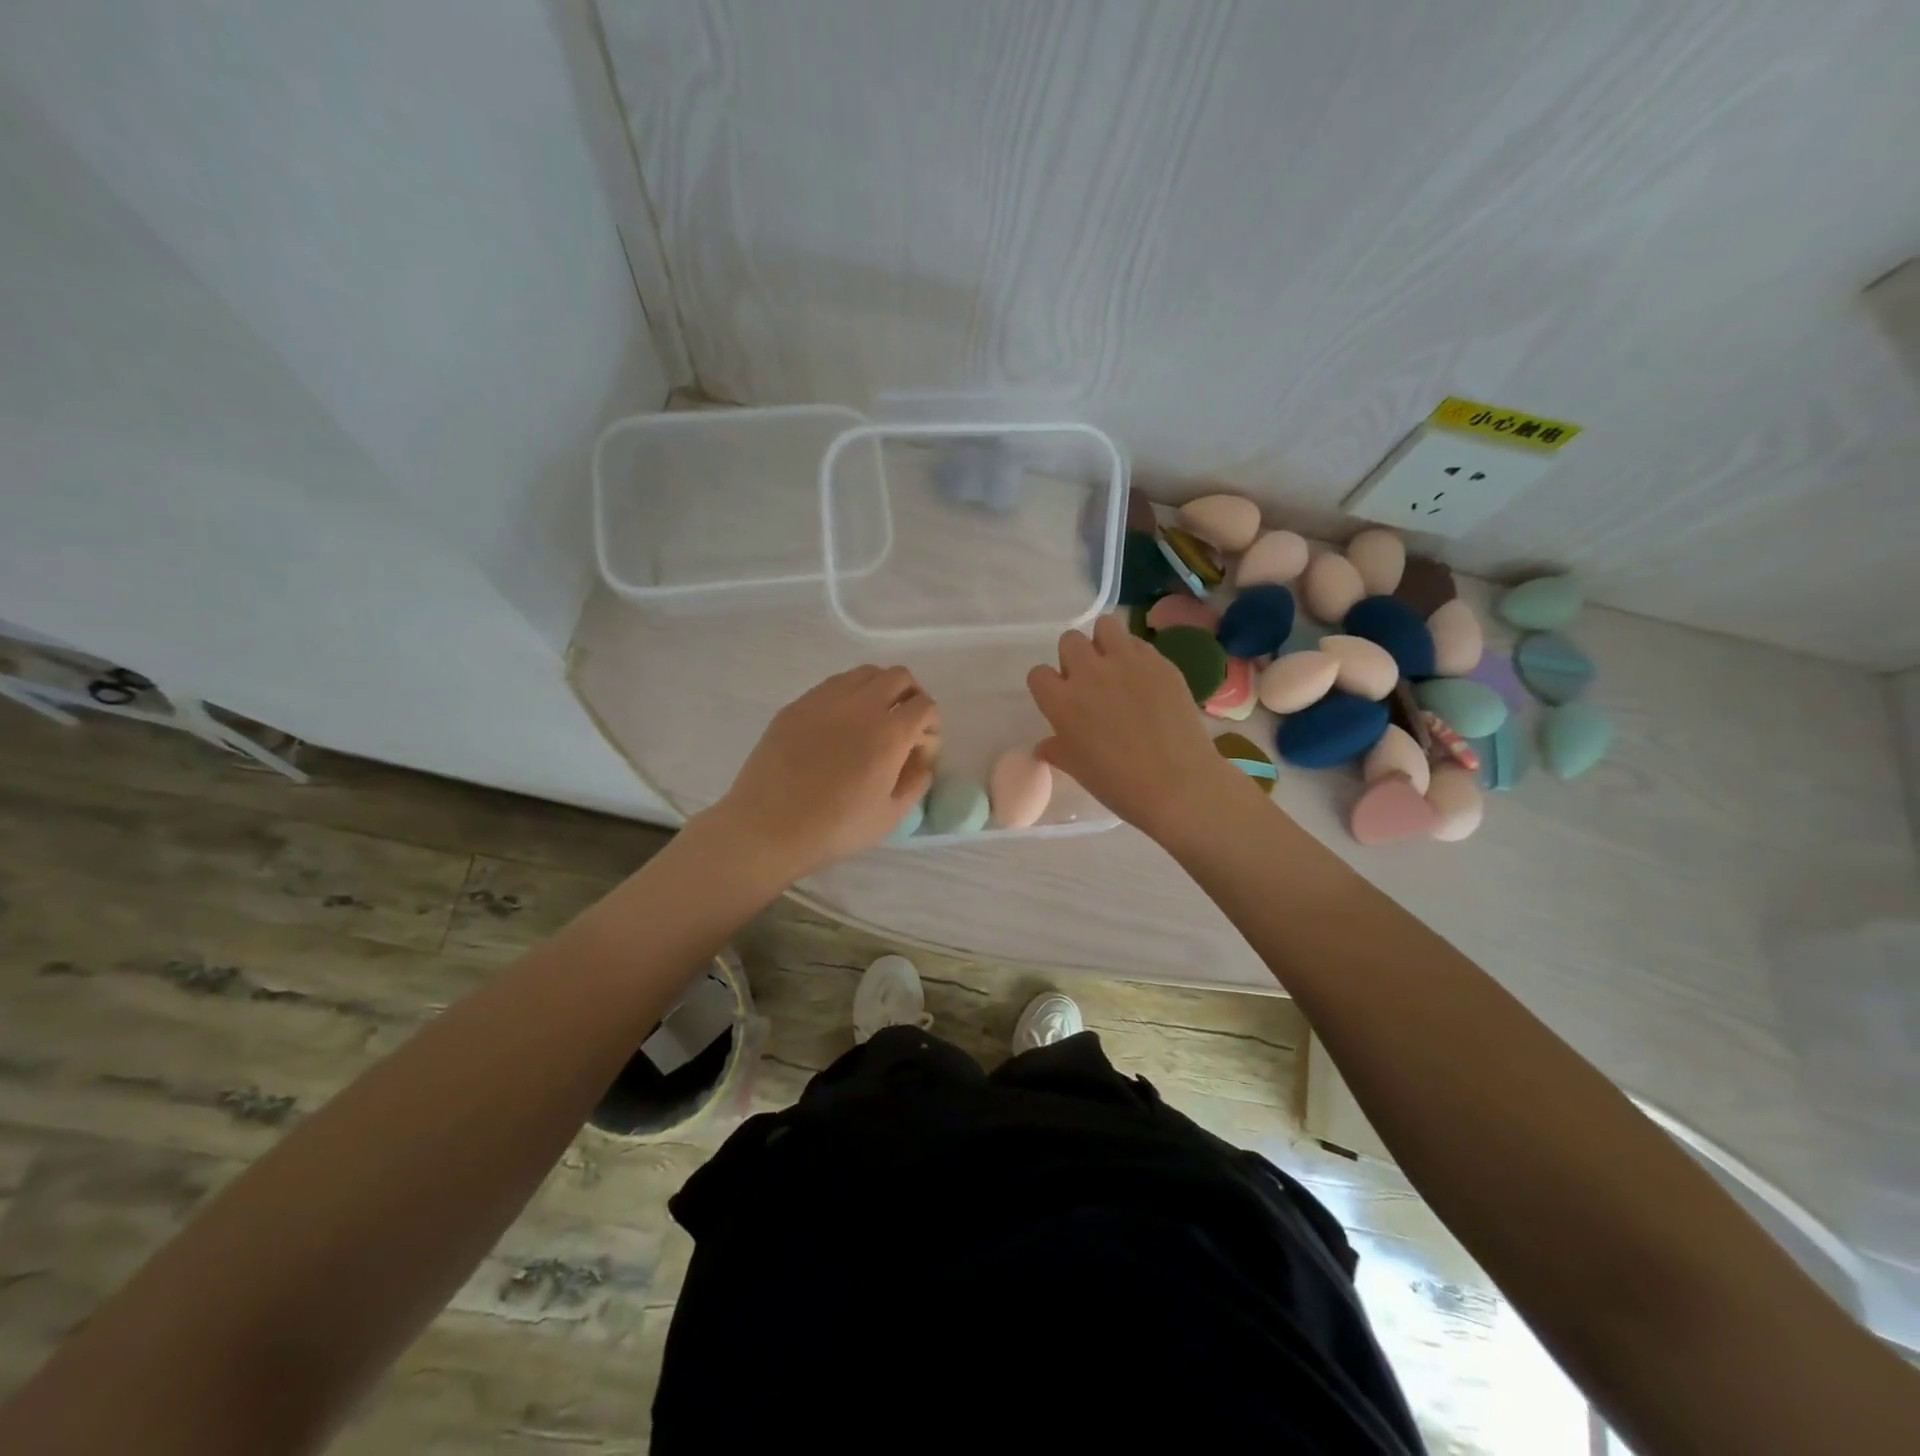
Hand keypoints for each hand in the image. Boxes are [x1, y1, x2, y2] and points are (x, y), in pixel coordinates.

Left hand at [702, 666, 937, 880]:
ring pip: (865, 673)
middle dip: (910, 697)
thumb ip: (916, 782)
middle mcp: (860, 705)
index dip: (931, 725)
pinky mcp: (796, 705)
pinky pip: (832, 685)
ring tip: (871, 720)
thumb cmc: (835, 829)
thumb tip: (922, 761)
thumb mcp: (890, 816)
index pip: (925, 706)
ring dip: (879, 689)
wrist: (767, 828)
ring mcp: (824, 700)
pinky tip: (838, 725)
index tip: (920, 748)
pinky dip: (848, 695)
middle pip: (899, 677)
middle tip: (903, 725)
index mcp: (889, 734)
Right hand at [1027, 615, 1247, 842]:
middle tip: (1090, 682)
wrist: (1178, 784)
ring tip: (1115, 667)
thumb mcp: (1077, 769)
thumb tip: (1045, 746)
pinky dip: (1136, 655)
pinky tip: (1146, 680)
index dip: (1048, 686)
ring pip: (1105, 626)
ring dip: (1104, 642)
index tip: (1061, 699)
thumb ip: (1057, 750)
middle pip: (1070, 641)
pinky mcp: (1159, 662)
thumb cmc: (1119, 784)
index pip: (1038, 674)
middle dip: (1075, 657)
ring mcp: (1126, 662)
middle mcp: (1088, 672)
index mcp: (1061, 701)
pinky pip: (1139, 643)